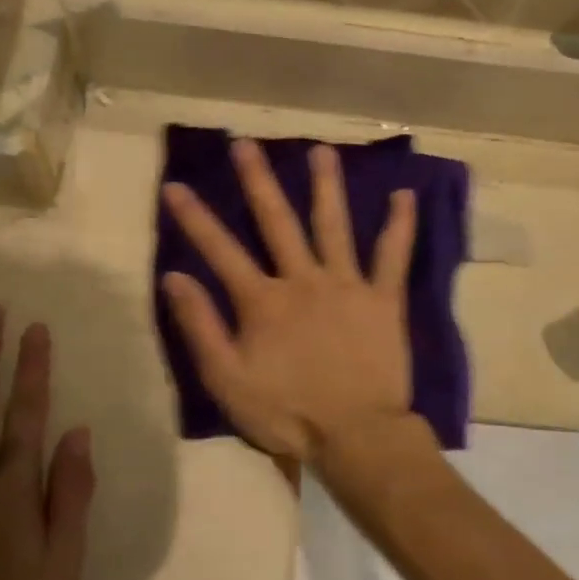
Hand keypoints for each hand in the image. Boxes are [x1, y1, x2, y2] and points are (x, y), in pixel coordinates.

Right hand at [161, 140, 419, 467]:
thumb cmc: (287, 413)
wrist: (356, 435)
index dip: (195, 217)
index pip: (220, 250)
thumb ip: (201, 326)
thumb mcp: (227, 379)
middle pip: (277, 222)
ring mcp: (347, 285)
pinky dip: (400, 226)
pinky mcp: (383, 299)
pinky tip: (405, 196)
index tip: (175, 185)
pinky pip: (393, 256)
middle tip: (246, 144)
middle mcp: (303, 279)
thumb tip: (174, 276)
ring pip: (334, 225)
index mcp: (263, 301)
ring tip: (321, 150)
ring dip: (326, 186)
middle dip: (258, 181)